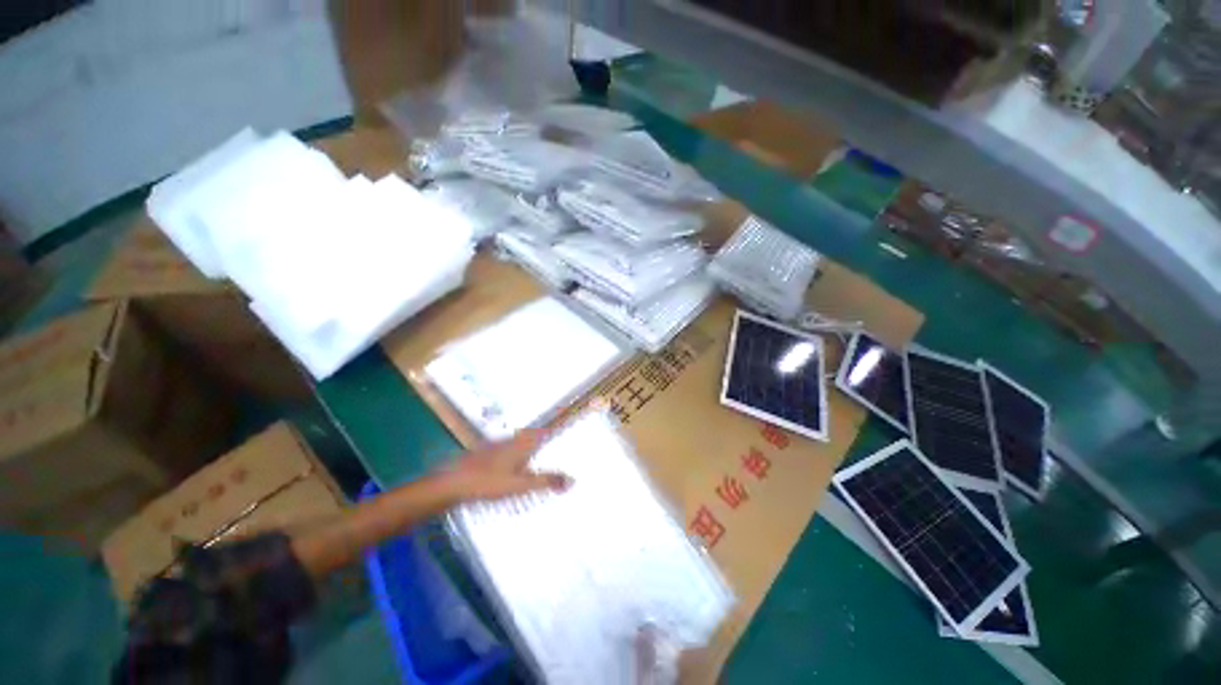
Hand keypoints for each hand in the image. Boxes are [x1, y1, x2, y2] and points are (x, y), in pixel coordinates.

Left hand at [444, 428, 571, 502]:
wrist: (450, 483)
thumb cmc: (488, 482)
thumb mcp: (520, 485)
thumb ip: (546, 481)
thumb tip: (572, 480)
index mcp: (521, 443)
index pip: (543, 431)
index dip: (554, 427)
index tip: (565, 425)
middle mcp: (510, 440)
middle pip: (530, 434)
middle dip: (542, 437)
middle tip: (553, 442)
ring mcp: (495, 445)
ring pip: (517, 442)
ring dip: (527, 445)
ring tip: (536, 456)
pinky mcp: (484, 454)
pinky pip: (505, 449)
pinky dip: (513, 454)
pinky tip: (510, 467)